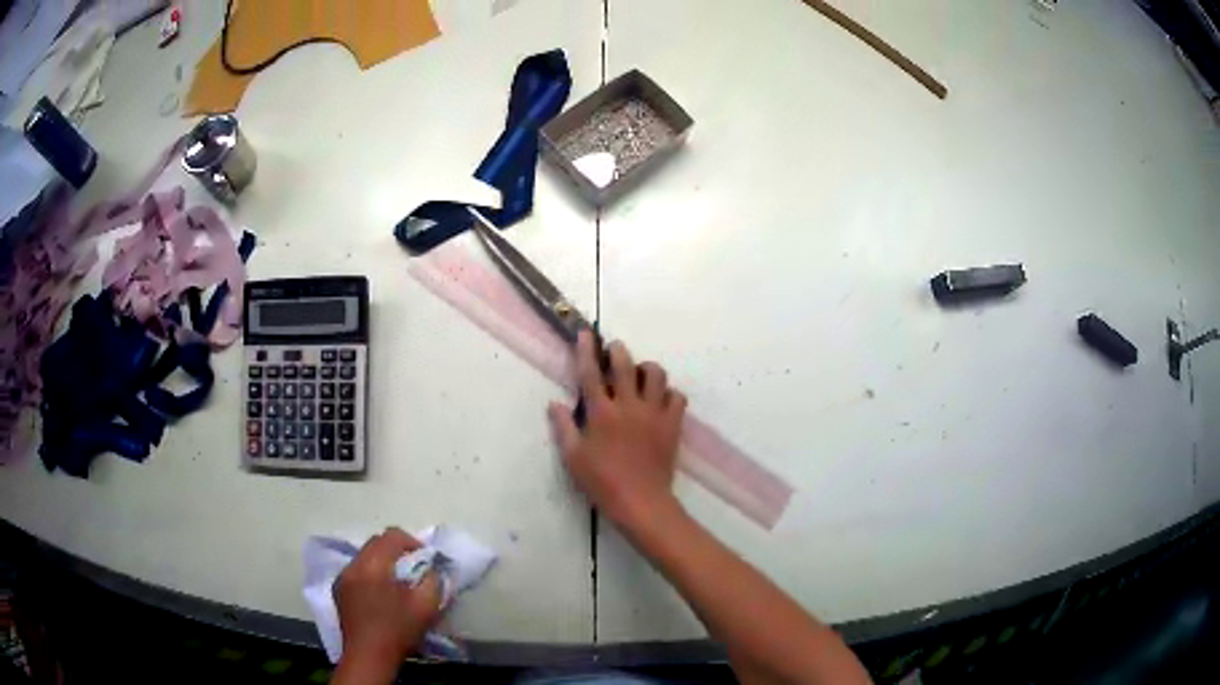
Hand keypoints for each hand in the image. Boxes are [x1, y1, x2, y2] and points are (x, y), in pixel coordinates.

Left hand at [334, 528, 441, 668]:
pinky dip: (369, 573)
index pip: (391, 535)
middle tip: (413, 567)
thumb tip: (431, 567)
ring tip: (396, 581)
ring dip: (381, 561)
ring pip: (364, 556)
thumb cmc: (398, 629)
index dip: (412, 541)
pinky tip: (379, 593)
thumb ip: (433, 580)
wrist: (369, 655)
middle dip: (396, 549)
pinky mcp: (338, 590)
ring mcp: (342, 577)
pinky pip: (356, 570)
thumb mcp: (426, 606)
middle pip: (375, 542)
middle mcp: (353, 565)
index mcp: (372, 565)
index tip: (425, 557)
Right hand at [549, 331, 687, 532]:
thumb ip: (563, 427)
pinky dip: (669, 394)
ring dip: (647, 369)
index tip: (585, 333)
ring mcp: (653, 413)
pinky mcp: (672, 424)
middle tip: (613, 350)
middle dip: (618, 351)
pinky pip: (677, 397)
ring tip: (640, 375)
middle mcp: (628, 406)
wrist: (640, 502)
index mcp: (601, 413)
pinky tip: (660, 401)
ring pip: (657, 375)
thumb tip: (554, 403)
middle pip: (626, 365)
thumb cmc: (601, 482)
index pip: (591, 373)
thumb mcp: (573, 458)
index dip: (586, 350)